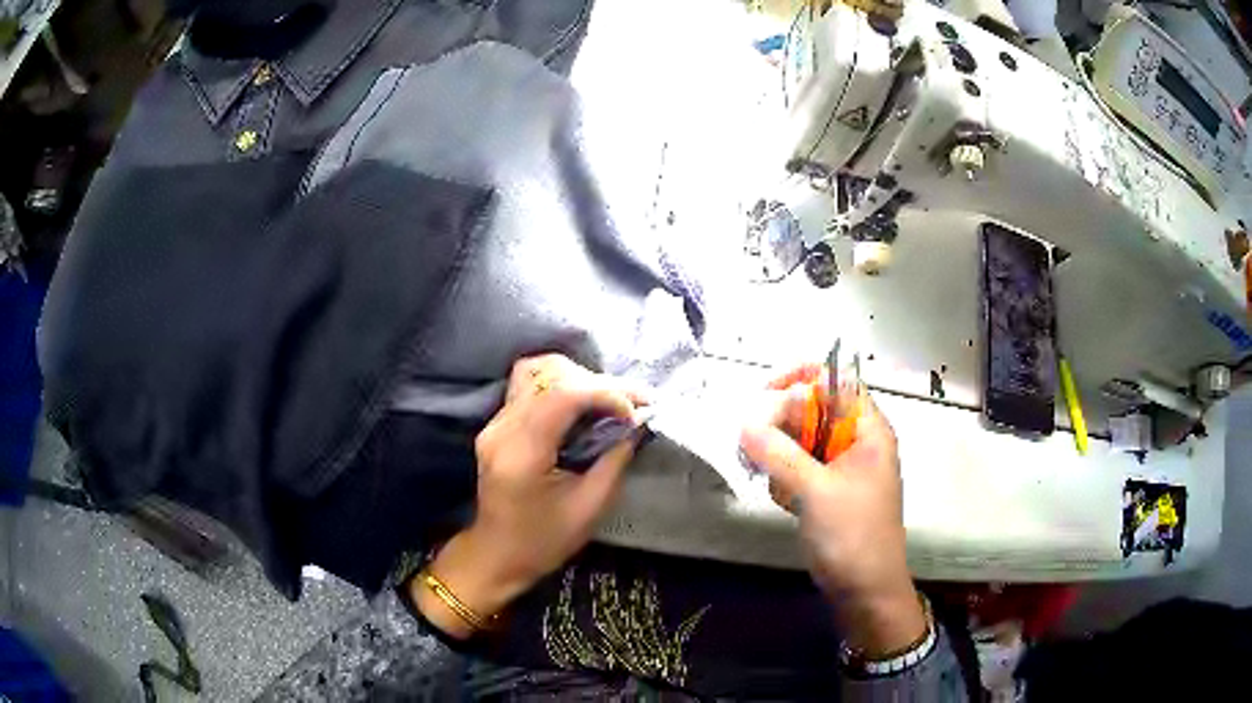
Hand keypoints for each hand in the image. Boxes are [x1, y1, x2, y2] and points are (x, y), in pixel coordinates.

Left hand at [412, 354, 644, 638]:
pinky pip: (531, 386)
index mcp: (521, 453)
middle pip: (549, 376)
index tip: (636, 412)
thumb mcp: (589, 507)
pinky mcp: (498, 424)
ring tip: (611, 401)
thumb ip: (614, 460)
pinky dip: (563, 386)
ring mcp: (495, 423)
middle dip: (598, 383)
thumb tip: (637, 424)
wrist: (497, 554)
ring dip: (579, 379)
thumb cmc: (544, 541)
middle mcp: (502, 428)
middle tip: (633, 404)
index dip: (604, 392)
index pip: (561, 395)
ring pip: (537, 371)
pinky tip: (586, 405)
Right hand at [739, 368, 925, 656]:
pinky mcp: (828, 490)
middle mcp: (856, 441)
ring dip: (778, 455)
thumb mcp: (815, 491)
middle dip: (780, 425)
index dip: (801, 378)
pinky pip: (798, 467)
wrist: (866, 591)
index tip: (764, 392)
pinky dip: (784, 477)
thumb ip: (779, 453)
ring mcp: (842, 467)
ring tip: (773, 483)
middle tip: (753, 448)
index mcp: (867, 429)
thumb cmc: (852, 536)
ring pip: (800, 440)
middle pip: (812, 410)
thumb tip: (744, 422)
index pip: (836, 380)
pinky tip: (784, 501)